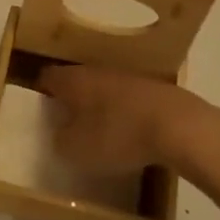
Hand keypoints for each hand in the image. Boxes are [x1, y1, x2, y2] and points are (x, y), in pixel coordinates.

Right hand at [38, 66, 219, 177]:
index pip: (47, 77)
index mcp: (73, 80)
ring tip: (98, 130)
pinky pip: (129, 99)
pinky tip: (130, 132)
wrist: (180, 127)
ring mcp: (128, 77)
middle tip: (67, 123)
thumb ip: (60, 140)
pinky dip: (125, 112)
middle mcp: (97, 70)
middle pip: (76, 81)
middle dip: (71, 99)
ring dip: (99, 105)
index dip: (40, 92)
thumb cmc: (119, 135)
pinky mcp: (154, 89)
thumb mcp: (77, 149)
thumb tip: (58, 133)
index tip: (39, 110)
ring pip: (104, 88)